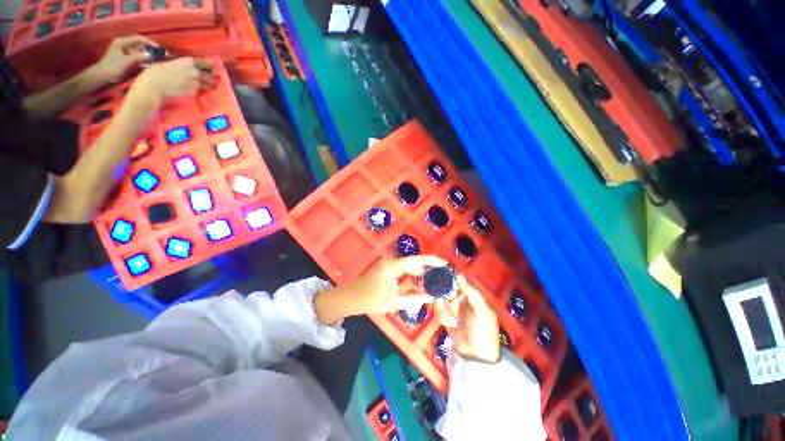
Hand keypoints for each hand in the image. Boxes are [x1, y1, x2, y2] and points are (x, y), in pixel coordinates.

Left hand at [90, 35, 158, 84]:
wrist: (102, 77)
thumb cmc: (111, 68)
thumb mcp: (125, 62)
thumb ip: (137, 57)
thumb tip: (151, 55)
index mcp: (122, 42)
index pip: (139, 39)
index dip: (150, 43)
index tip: (160, 49)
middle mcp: (125, 45)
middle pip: (141, 45)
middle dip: (151, 50)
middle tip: (162, 55)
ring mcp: (126, 52)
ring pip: (141, 51)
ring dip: (150, 55)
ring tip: (160, 60)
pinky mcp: (128, 58)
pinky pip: (139, 57)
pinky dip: (146, 60)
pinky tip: (152, 64)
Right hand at [129, 57, 216, 105]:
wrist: (155, 86)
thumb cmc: (157, 71)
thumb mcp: (170, 62)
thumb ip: (182, 65)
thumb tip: (186, 67)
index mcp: (190, 61)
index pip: (207, 64)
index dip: (211, 67)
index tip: (213, 69)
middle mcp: (196, 72)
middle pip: (212, 77)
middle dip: (215, 79)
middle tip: (216, 80)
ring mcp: (196, 83)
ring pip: (209, 85)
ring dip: (211, 86)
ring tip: (212, 86)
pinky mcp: (194, 92)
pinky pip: (200, 91)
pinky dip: (200, 91)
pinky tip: (198, 91)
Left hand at [314, 255, 447, 324]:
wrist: (351, 298)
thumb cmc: (371, 300)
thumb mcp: (394, 301)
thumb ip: (414, 299)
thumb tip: (431, 298)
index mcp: (394, 266)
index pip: (417, 259)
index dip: (432, 260)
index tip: (444, 263)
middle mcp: (391, 261)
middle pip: (413, 261)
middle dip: (427, 267)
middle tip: (441, 274)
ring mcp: (387, 264)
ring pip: (408, 265)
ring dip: (419, 271)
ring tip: (433, 279)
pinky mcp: (385, 268)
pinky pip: (402, 268)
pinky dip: (411, 274)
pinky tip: (417, 281)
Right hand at [436, 275, 499, 363]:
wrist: (475, 356)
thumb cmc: (483, 331)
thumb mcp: (481, 310)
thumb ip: (471, 291)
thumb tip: (458, 273)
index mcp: (472, 294)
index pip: (458, 280)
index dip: (450, 277)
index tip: (441, 277)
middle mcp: (461, 298)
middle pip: (446, 288)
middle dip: (444, 296)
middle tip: (446, 303)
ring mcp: (453, 307)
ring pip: (441, 298)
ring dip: (444, 308)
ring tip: (451, 320)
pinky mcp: (446, 316)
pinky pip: (439, 309)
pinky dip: (442, 315)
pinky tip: (449, 323)